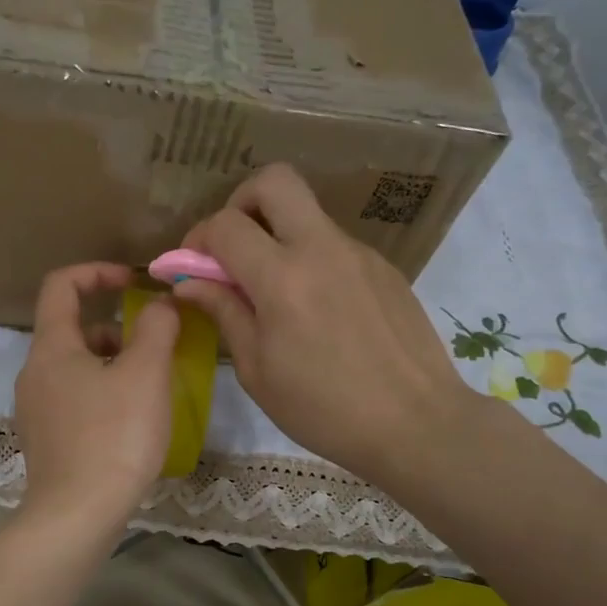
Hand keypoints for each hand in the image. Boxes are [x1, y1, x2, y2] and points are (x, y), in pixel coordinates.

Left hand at [14, 263, 180, 539]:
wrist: (75, 515)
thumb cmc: (113, 436)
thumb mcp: (145, 374)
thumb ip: (156, 328)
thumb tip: (159, 303)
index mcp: (51, 347)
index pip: (61, 285)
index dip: (97, 271)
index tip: (133, 282)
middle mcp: (34, 373)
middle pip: (71, 330)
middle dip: (115, 329)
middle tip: (153, 349)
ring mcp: (34, 409)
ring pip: (74, 368)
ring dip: (111, 364)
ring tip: (148, 389)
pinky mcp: (44, 440)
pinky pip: (73, 399)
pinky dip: (101, 394)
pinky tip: (130, 423)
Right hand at [172, 165, 476, 484]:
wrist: (417, 424)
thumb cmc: (323, 409)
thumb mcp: (257, 370)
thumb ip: (224, 313)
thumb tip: (188, 282)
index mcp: (282, 278)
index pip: (225, 224)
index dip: (197, 239)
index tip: (191, 268)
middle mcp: (322, 249)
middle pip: (275, 181)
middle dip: (241, 203)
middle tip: (234, 248)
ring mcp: (359, 253)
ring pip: (307, 214)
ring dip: (278, 235)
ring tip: (275, 293)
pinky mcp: (384, 267)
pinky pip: (334, 245)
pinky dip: (310, 260)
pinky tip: (316, 311)